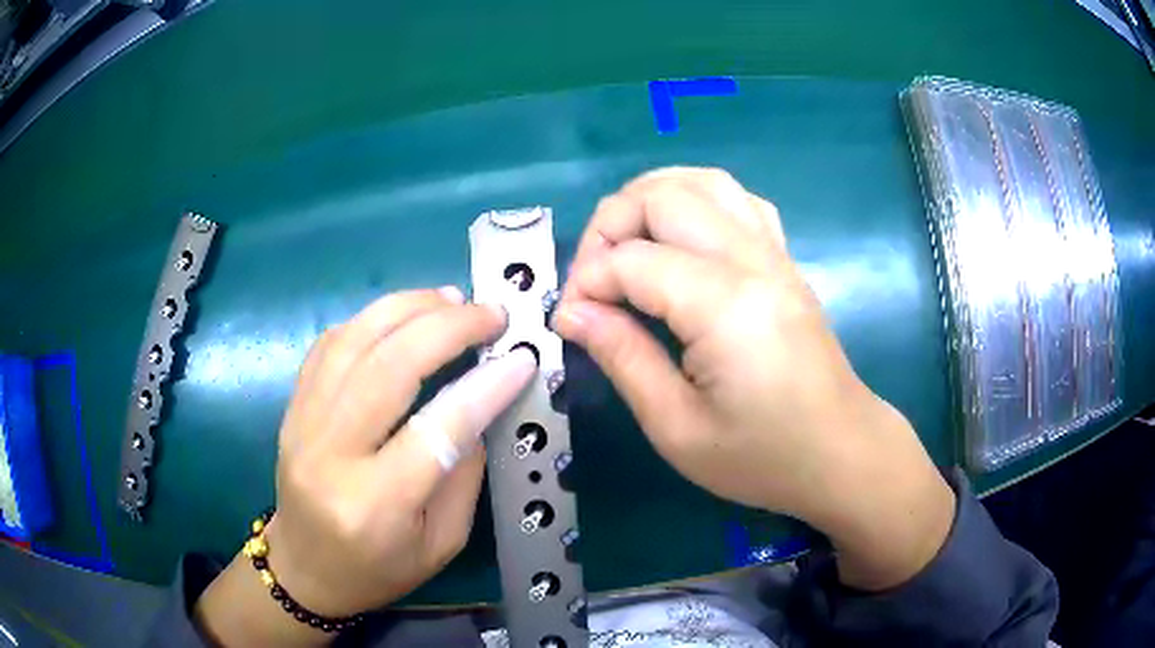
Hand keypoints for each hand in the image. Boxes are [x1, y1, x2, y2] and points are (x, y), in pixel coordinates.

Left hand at [196, 288, 535, 644]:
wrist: (304, 570)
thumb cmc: (378, 570)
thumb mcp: (441, 543)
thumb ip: (463, 474)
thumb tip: (481, 404)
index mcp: (374, 504)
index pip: (435, 429)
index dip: (484, 387)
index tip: (521, 357)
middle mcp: (329, 456)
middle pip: (387, 368)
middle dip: (446, 328)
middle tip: (489, 314)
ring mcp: (301, 426)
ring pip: (351, 342)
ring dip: (405, 308)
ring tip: (450, 299)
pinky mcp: (291, 409)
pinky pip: (328, 346)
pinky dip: (369, 320)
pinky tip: (401, 315)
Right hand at [554, 168, 954, 589]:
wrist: (841, 453)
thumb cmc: (763, 456)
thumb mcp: (678, 429)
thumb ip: (623, 358)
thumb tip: (573, 313)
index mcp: (726, 306)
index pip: (633, 261)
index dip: (587, 284)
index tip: (569, 322)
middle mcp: (752, 261)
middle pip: (664, 196)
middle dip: (608, 225)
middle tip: (592, 280)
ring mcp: (775, 253)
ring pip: (703, 182)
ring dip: (649, 199)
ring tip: (624, 245)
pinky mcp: (784, 260)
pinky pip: (736, 200)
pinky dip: (694, 201)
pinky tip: (679, 239)